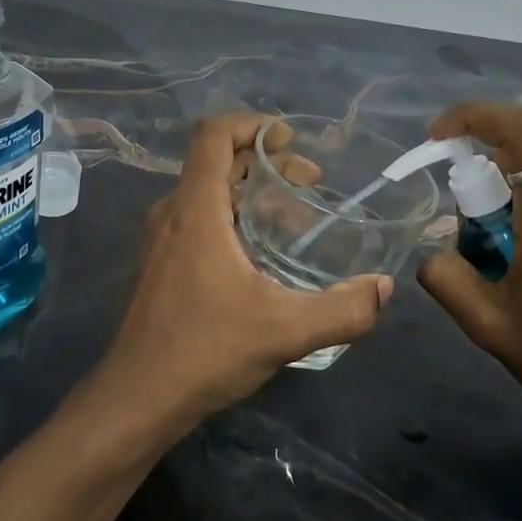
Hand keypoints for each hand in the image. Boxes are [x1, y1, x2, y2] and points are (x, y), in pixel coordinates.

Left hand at [96, 113, 392, 434]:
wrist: (138, 397)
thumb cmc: (205, 351)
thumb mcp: (285, 331)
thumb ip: (343, 310)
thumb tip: (383, 289)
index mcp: (196, 210)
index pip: (212, 135)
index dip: (250, 124)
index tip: (289, 139)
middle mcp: (173, 213)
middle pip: (216, 161)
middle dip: (264, 161)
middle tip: (311, 181)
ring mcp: (162, 239)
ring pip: (208, 191)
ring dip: (251, 190)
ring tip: (296, 216)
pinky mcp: (161, 263)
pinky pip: (199, 218)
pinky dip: (233, 215)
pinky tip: (263, 253)